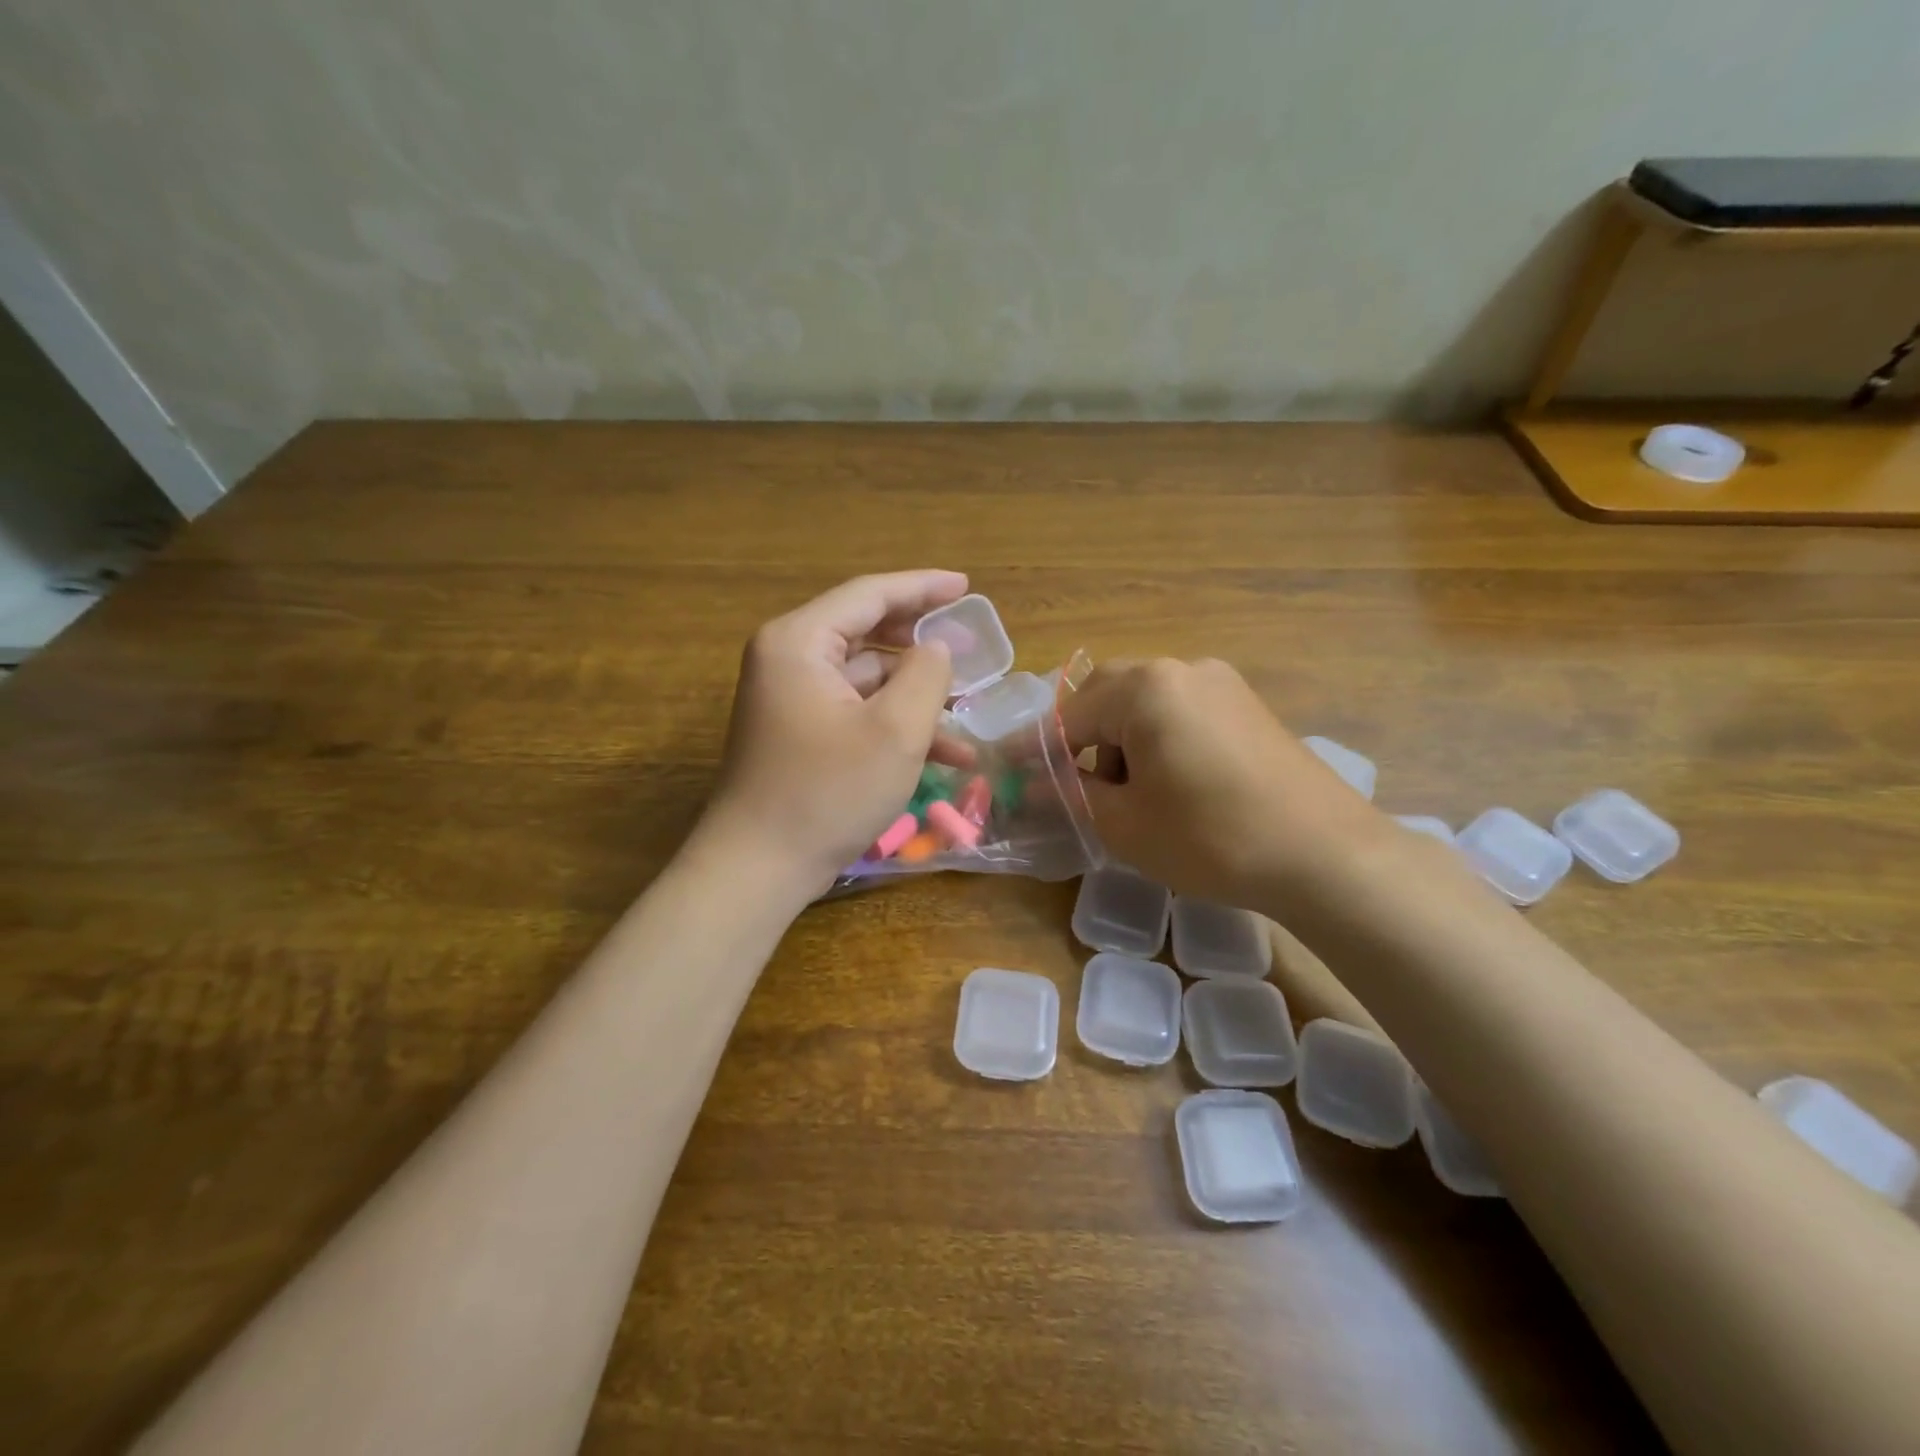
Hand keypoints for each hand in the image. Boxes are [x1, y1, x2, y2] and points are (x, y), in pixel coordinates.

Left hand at [701, 571, 967, 895]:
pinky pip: (856, 711)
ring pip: (868, 677)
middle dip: (922, 641)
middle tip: (971, 643)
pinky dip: (896, 724)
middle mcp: (789, 660)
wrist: (759, 867)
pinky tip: (947, 753)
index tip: (967, 586)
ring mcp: (792, 699)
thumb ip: (927, 675)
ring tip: (969, 706)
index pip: (869, 594)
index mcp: (800, 642)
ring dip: (917, 693)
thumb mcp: (895, 730)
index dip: (923, 587)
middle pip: (867, 631)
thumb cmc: (829, 792)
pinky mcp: (800, 734)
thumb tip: (937, 648)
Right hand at [1059, 658, 1384, 908]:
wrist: (1325, 855)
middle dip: (1081, 738)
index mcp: (1145, 688)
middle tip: (1071, 784)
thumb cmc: (1211, 838)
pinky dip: (1157, 738)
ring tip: (1125, 791)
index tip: (1007, 770)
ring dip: (1120, 738)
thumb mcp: (1125, 823)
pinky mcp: (1247, 704)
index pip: (1069, 714)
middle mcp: (1181, 669)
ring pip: (1145, 701)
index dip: (1036, 748)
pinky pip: (1181, 710)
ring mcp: (1221, 683)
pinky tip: (1168, 781)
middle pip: (1106, 695)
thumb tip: (1032, 784)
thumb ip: (1072, 794)